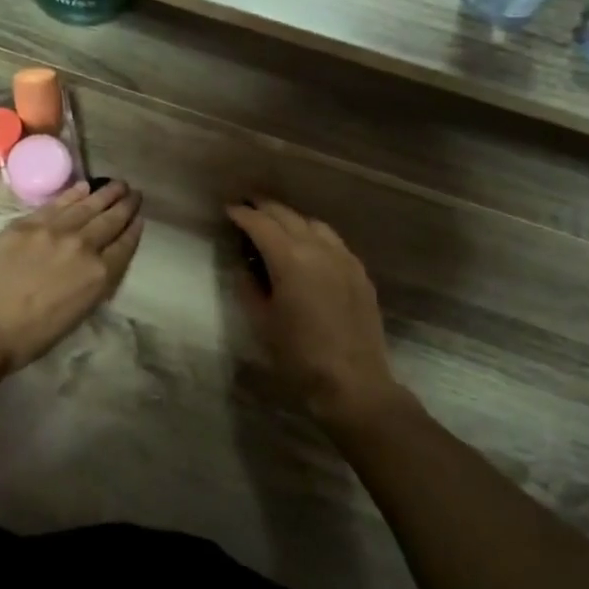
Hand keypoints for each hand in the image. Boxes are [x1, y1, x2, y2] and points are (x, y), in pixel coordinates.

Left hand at [0, 180, 144, 373]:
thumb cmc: (32, 335)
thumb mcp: (78, 313)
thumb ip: (93, 283)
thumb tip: (98, 263)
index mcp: (99, 275)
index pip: (124, 245)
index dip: (134, 229)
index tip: (139, 217)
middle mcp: (82, 247)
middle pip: (110, 220)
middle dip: (124, 206)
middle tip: (134, 194)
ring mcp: (53, 231)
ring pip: (86, 206)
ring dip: (104, 194)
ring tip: (117, 184)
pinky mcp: (27, 224)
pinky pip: (57, 204)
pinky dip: (73, 194)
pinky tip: (84, 187)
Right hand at [226, 200, 404, 425]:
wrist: (353, 383)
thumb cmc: (298, 356)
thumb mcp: (262, 321)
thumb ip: (249, 286)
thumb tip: (245, 265)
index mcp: (290, 259)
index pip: (261, 224)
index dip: (242, 214)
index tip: (229, 210)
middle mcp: (319, 249)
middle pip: (288, 216)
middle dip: (265, 208)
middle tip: (247, 206)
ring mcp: (344, 259)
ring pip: (314, 224)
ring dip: (291, 218)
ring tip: (276, 224)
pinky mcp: (359, 273)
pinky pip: (334, 241)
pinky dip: (314, 234)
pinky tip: (308, 246)